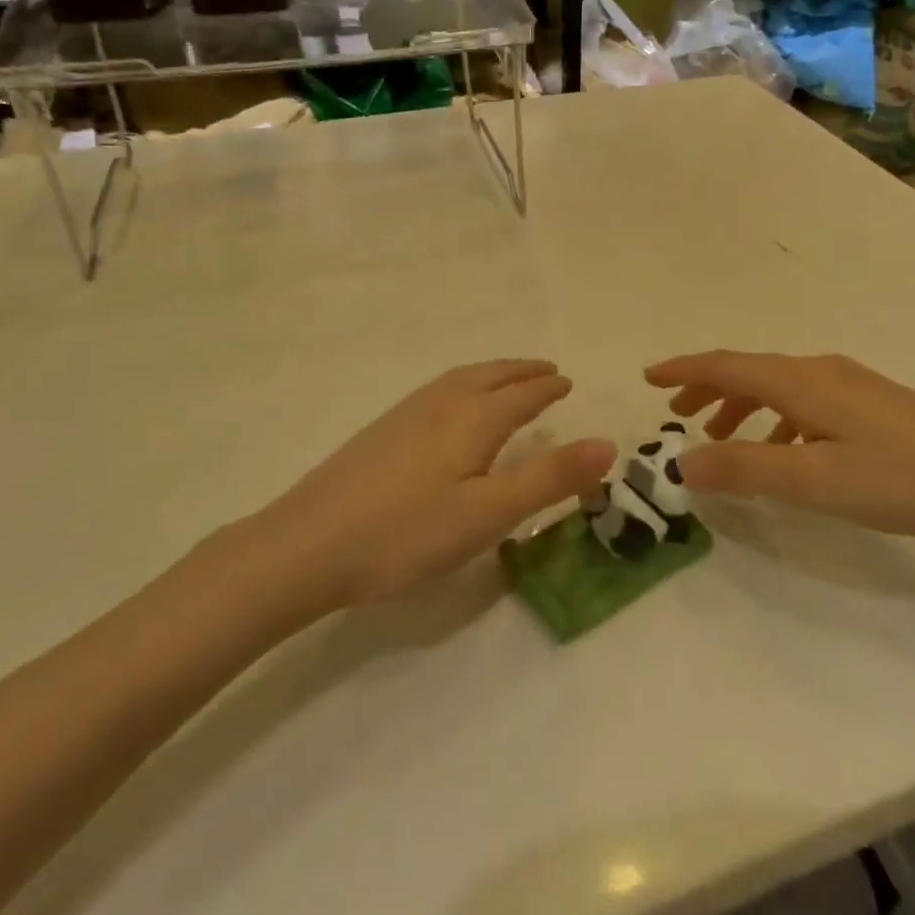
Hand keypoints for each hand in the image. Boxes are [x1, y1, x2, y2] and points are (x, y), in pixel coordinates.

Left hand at [275, 360, 615, 606]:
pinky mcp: (381, 430)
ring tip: (507, 379)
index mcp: (474, 419)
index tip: (567, 381)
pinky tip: (450, 406)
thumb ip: (549, 478)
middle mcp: (442, 403)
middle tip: (547, 369)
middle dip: (522, 371)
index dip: (548, 388)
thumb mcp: (489, 514)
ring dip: (492, 373)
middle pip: (491, 376)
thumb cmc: (407, 533)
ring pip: (460, 378)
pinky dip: (463, 384)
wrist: (306, 544)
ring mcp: (406, 413)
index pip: (522, 394)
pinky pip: (438, 389)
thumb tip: (607, 444)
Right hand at [644, 351, 914, 542]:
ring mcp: (851, 385)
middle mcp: (821, 371)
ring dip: (742, 405)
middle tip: (677, 411)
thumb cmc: (900, 477)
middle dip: (708, 387)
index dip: (683, 369)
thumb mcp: (814, 481)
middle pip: (750, 370)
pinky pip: (805, 401)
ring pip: (778, 386)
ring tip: (721, 436)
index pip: (727, 365)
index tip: (647, 377)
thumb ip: (744, 469)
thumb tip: (679, 462)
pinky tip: (785, 448)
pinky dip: (776, 418)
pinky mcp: (873, 404)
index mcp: (801, 381)